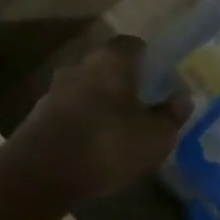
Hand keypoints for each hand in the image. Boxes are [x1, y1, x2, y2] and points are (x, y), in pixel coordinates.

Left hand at [6, 37, 188, 206]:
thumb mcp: (154, 136)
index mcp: (110, 62)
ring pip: (84, 90)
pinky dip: (81, 123)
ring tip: (117, 126)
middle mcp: (79, 68)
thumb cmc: (107, 144)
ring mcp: (53, 92)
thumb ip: (171, 115)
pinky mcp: (36, 119)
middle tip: (141, 101)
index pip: (131, 44)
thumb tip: (183, 97)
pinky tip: (93, 145)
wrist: (39, 175)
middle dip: (122, 81)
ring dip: (99, 103)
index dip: (146, 56)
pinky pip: (68, 114)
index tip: (159, 73)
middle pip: (105, 66)